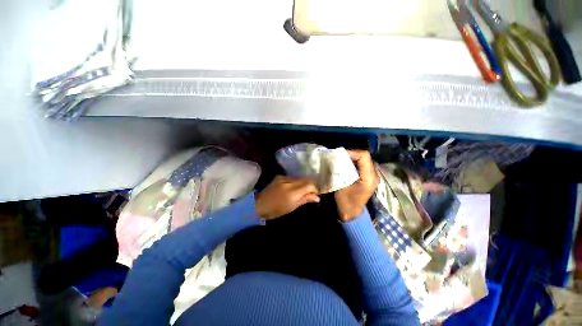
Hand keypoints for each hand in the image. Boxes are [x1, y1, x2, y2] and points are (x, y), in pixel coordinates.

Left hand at [255, 176, 319, 219]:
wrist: (259, 204)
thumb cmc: (276, 210)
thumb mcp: (292, 207)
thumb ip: (305, 199)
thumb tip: (317, 197)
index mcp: (292, 192)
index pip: (309, 185)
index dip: (314, 189)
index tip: (315, 194)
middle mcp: (289, 182)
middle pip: (305, 179)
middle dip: (309, 185)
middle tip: (310, 193)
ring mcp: (283, 178)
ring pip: (299, 178)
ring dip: (302, 183)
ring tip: (301, 191)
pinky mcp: (279, 176)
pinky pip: (292, 177)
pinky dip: (295, 182)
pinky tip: (292, 188)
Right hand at [334, 150, 377, 221]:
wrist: (351, 213)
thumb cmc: (346, 202)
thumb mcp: (340, 185)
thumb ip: (339, 171)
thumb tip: (334, 159)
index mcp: (369, 177)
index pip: (364, 156)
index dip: (352, 152)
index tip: (340, 154)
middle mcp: (373, 174)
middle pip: (364, 157)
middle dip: (350, 154)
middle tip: (338, 156)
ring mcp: (371, 176)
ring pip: (362, 160)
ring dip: (351, 158)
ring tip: (340, 159)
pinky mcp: (367, 178)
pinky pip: (361, 165)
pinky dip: (352, 163)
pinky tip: (344, 165)